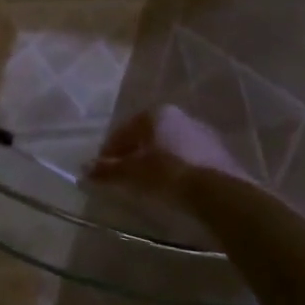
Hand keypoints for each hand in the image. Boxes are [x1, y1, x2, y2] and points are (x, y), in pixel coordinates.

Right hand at [90, 105, 253, 199]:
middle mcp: (181, 116)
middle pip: (147, 136)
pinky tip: (170, 187)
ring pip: (168, 146)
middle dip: (133, 154)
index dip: (109, 150)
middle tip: (122, 175)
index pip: (124, 131)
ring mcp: (203, 134)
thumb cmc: (166, 172)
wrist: (218, 191)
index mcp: (156, 113)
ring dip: (155, 161)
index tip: (101, 168)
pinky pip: (187, 159)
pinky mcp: (219, 153)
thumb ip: (107, 170)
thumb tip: (85, 170)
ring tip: (146, 183)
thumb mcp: (131, 172)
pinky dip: (174, 169)